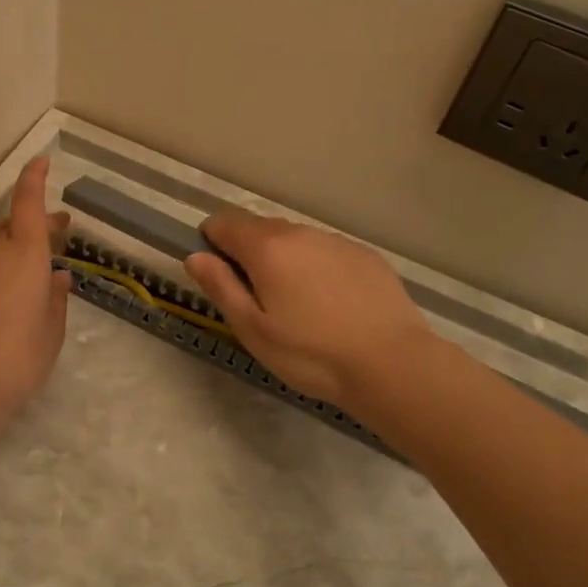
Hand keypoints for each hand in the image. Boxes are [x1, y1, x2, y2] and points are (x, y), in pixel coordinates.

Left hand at [0, 156, 72, 426]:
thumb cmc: (19, 357)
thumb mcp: (50, 331)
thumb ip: (54, 298)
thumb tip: (56, 277)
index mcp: (26, 252)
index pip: (29, 201)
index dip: (34, 178)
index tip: (41, 160)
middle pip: (7, 221)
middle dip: (28, 223)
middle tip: (50, 237)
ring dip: (2, 245)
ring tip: (15, 270)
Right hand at [184, 208, 428, 404]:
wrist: (393, 364)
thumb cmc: (311, 353)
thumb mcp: (253, 329)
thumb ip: (220, 287)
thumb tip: (195, 256)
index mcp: (266, 247)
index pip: (223, 222)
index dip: (211, 242)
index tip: (217, 273)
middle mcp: (300, 232)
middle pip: (259, 228)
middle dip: (247, 251)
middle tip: (255, 297)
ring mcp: (336, 241)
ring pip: (295, 239)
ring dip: (283, 259)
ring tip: (296, 303)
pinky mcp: (365, 255)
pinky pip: (326, 251)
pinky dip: (316, 267)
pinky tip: (331, 304)